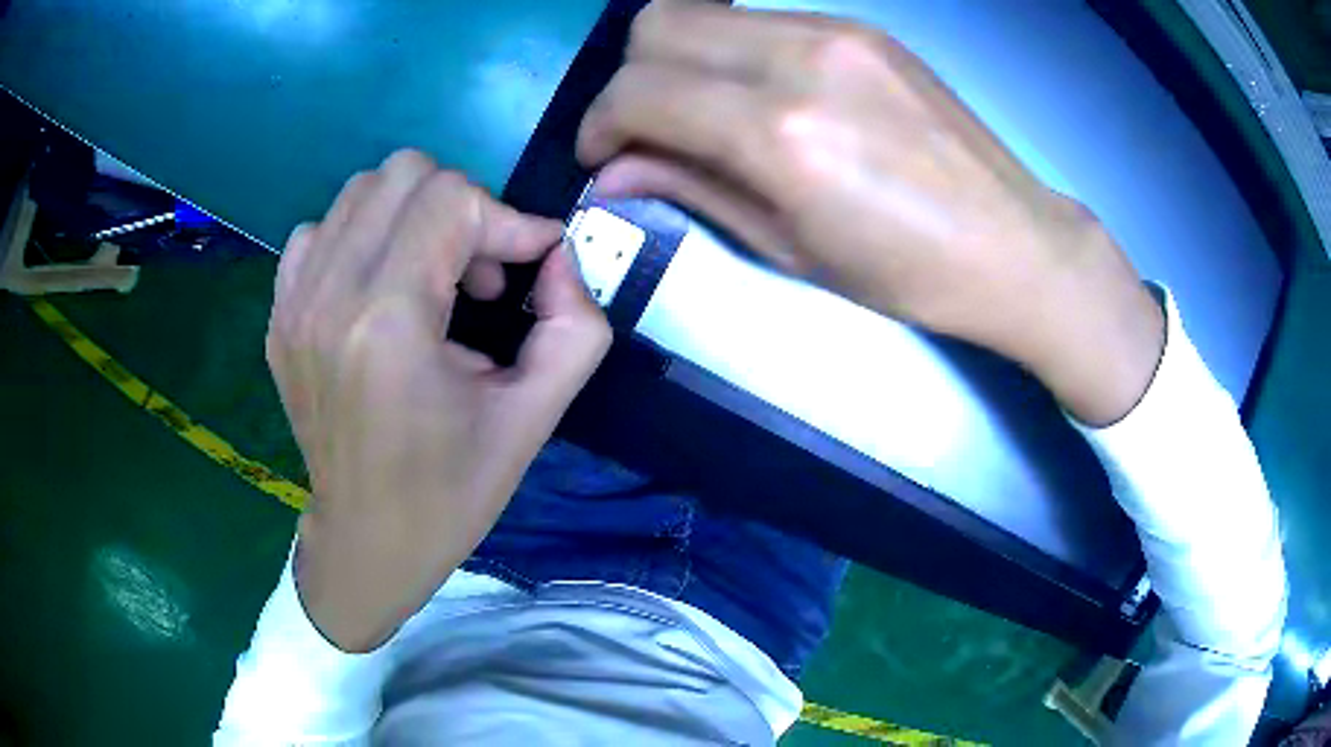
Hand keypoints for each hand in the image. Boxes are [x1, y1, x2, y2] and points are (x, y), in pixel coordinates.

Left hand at [267, 150, 610, 651]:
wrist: (367, 540)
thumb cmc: (450, 491)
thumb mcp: (535, 418)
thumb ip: (575, 325)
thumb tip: (559, 255)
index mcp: (388, 322)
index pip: (452, 199)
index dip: (508, 219)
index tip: (531, 264)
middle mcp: (328, 295)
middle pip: (404, 173)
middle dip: (461, 206)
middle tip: (478, 272)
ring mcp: (293, 302)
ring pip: (362, 190)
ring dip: (413, 218)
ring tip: (432, 280)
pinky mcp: (279, 314)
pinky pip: (320, 230)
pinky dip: (362, 239)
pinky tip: (381, 289)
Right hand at [578, 0, 1162, 424]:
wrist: (1013, 243)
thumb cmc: (907, 273)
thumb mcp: (789, 248)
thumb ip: (691, 188)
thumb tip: (611, 170)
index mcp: (780, 132)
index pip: (639, 91)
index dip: (599, 123)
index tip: (602, 156)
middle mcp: (799, 58)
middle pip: (656, 23)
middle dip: (629, 77)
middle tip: (645, 129)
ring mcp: (835, 30)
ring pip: (702, 10)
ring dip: (677, 58)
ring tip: (700, 112)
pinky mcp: (860, 26)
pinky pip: (758, 18)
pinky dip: (730, 51)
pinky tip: (756, 94)